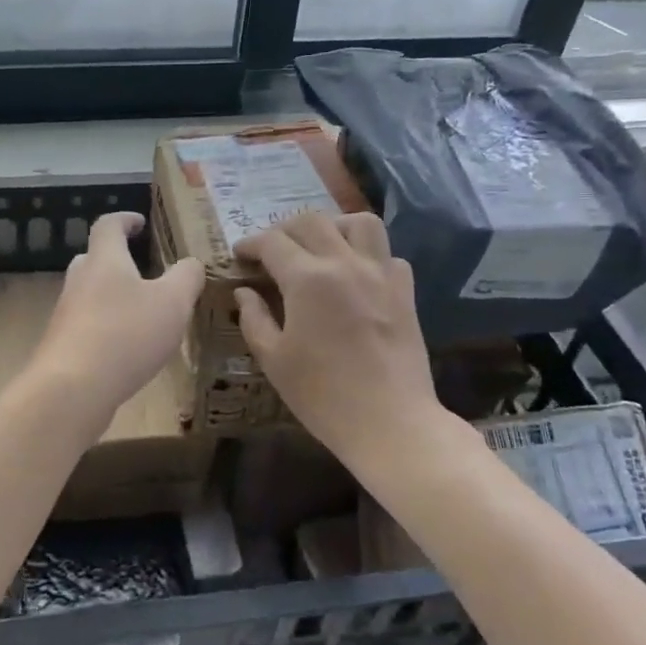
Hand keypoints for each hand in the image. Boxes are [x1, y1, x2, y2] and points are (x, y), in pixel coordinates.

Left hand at [27, 212, 203, 429]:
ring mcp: (67, 315)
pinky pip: (87, 326)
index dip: (124, 219)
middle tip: (142, 269)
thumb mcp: (172, 303)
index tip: (140, 222)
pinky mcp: (63, 347)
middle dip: (116, 260)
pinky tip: (126, 349)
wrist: (72, 390)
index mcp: (105, 260)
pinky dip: (106, 328)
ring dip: (113, 297)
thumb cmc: (126, 334)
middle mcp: (80, 281)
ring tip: (142, 313)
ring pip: (90, 294)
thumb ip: (187, 278)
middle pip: (94, 259)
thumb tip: (192, 263)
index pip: (108, 225)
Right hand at [233, 213, 439, 463]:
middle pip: (311, 222)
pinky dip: (368, 254)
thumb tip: (244, 292)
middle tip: (271, 252)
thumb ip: (255, 318)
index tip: (240, 255)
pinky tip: (355, 274)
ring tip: (319, 247)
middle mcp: (345, 263)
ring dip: (333, 226)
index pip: (272, 242)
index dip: (251, 244)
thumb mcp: (273, 360)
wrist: (390, 423)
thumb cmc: (323, 396)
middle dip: (284, 230)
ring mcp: (380, 273)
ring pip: (358, 222)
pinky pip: (387, 253)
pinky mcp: (405, 290)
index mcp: (308, 279)